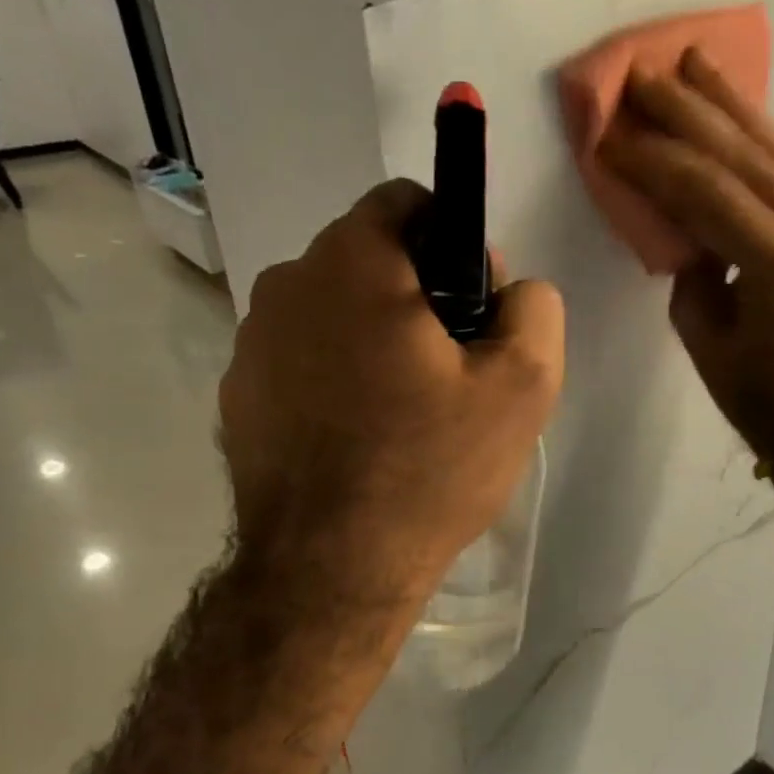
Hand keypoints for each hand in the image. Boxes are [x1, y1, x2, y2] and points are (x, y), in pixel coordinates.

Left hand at [219, 178, 564, 610]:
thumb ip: (534, 309)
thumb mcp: (522, 386)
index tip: (474, 309)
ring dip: (373, 339)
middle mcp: (286, 285)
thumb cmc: (429, 468)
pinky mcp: (238, 397)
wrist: (330, 571)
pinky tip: (357, 440)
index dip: (456, 244)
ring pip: (332, 312)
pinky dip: (333, 379)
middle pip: (369, 260)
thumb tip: (512, 290)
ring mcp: (251, 344)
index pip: (407, 203)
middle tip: (449, 373)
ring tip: (403, 414)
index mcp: (352, 263)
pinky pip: (301, 361)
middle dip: (417, 296)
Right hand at [598, 49, 773, 462]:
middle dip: (688, 112)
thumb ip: (693, 264)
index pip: (708, 193)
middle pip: (747, 157)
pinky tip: (739, 115)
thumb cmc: (756, 394)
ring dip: (733, 106)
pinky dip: (766, 145)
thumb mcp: (702, 336)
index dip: (654, 160)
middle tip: (643, 74)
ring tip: (694, 63)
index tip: (612, 133)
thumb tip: (686, 216)